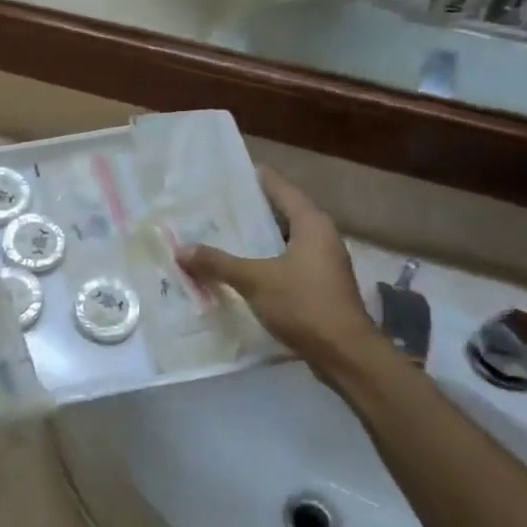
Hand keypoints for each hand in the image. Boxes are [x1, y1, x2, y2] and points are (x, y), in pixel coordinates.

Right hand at [175, 166, 384, 378]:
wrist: (344, 353)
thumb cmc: (303, 304)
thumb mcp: (255, 280)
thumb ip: (218, 263)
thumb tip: (182, 249)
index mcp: (312, 224)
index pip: (281, 189)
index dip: (257, 180)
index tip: (230, 174)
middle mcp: (321, 238)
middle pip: (282, 215)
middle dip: (250, 212)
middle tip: (214, 207)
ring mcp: (322, 264)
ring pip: (282, 242)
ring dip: (255, 241)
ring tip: (220, 237)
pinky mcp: (319, 287)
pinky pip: (285, 265)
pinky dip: (263, 263)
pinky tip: (239, 272)